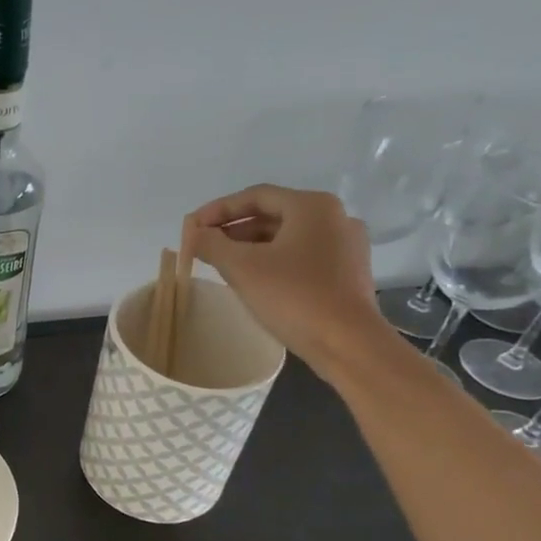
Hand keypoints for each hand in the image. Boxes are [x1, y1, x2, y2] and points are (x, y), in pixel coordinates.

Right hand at [187, 184, 392, 377]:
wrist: (348, 344)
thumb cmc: (294, 296)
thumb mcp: (241, 267)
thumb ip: (211, 244)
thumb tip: (193, 233)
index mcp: (313, 206)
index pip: (255, 196)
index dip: (218, 209)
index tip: (192, 227)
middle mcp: (334, 218)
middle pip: (272, 215)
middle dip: (233, 229)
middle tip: (204, 246)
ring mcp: (345, 246)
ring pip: (287, 237)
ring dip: (251, 246)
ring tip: (222, 263)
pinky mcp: (347, 273)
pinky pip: (302, 256)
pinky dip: (273, 261)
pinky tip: (254, 280)